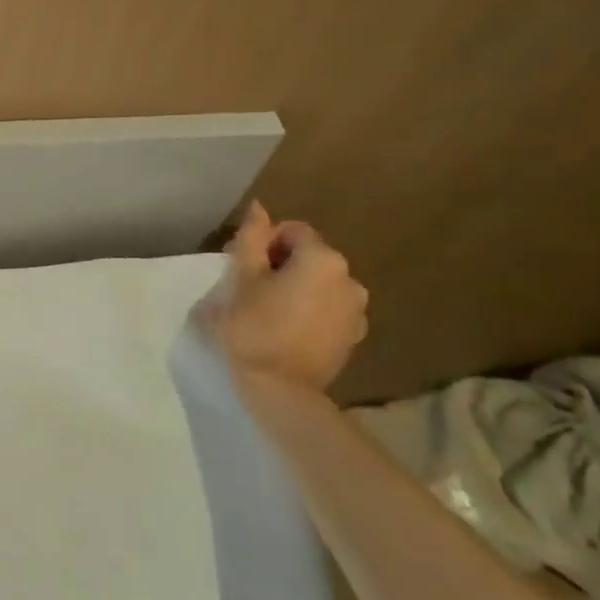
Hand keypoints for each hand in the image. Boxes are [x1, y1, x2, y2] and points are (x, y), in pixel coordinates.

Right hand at [207, 202, 367, 395]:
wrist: (282, 391)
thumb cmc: (254, 328)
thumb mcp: (242, 279)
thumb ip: (251, 238)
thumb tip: (259, 208)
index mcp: (323, 259)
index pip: (291, 231)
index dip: (264, 245)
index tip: (245, 271)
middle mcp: (350, 278)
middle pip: (308, 255)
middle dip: (281, 266)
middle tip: (253, 292)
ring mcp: (357, 309)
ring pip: (319, 283)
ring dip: (297, 288)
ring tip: (270, 313)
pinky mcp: (354, 335)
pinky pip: (329, 308)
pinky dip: (311, 310)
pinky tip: (289, 331)